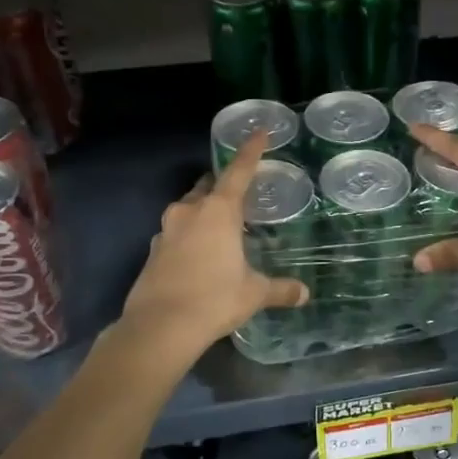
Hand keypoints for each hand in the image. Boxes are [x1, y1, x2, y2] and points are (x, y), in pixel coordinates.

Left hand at [120, 131, 308, 353]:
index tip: (260, 132)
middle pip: (208, 187)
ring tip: (221, 228)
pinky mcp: (153, 251)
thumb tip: (304, 294)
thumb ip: (280, 289)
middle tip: (240, 194)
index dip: (250, 151)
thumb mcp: (254, 293)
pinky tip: (199, 255)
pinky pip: (176, 232)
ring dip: (203, 211)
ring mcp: (166, 230)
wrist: (160, 327)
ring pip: (188, 209)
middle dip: (222, 185)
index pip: (238, 172)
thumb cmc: (214, 299)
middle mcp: (189, 212)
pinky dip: (190, 235)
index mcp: (218, 211)